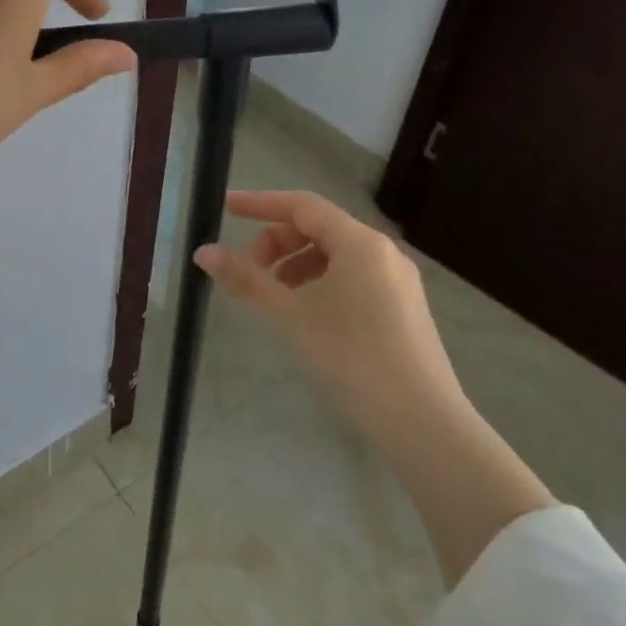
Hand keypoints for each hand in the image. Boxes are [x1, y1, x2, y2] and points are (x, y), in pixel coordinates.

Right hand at [194, 190, 467, 450]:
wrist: (422, 422)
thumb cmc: (352, 357)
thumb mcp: (291, 314)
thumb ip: (246, 279)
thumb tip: (204, 252)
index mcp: (359, 242)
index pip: (301, 205)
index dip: (260, 203)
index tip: (226, 209)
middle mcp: (382, 252)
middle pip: (318, 228)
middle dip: (277, 242)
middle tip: (250, 270)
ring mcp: (397, 280)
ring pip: (335, 254)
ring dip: (297, 264)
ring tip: (275, 296)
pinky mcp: (403, 307)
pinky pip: (353, 276)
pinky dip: (320, 281)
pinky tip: (307, 313)